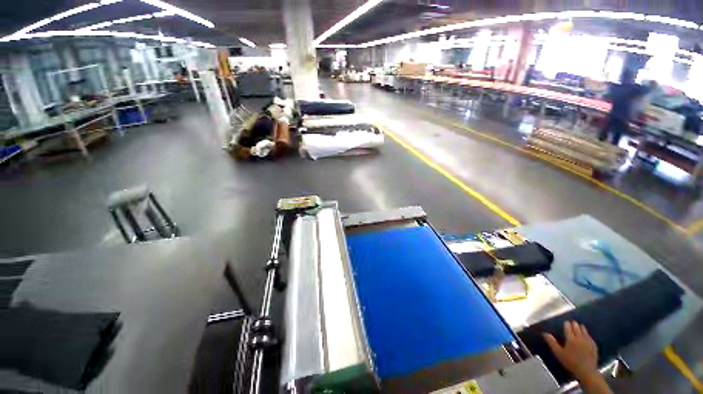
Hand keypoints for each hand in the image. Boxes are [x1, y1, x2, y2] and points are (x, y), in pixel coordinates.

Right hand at [543, 321, 598, 380]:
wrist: (587, 371)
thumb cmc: (570, 362)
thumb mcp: (558, 353)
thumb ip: (552, 342)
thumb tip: (544, 333)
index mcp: (571, 339)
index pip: (568, 327)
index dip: (566, 324)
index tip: (565, 322)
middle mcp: (580, 338)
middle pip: (577, 328)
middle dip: (574, 324)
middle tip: (572, 321)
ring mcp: (588, 341)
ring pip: (584, 331)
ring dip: (581, 327)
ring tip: (579, 325)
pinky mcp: (594, 345)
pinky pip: (589, 336)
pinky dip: (587, 333)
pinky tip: (586, 334)